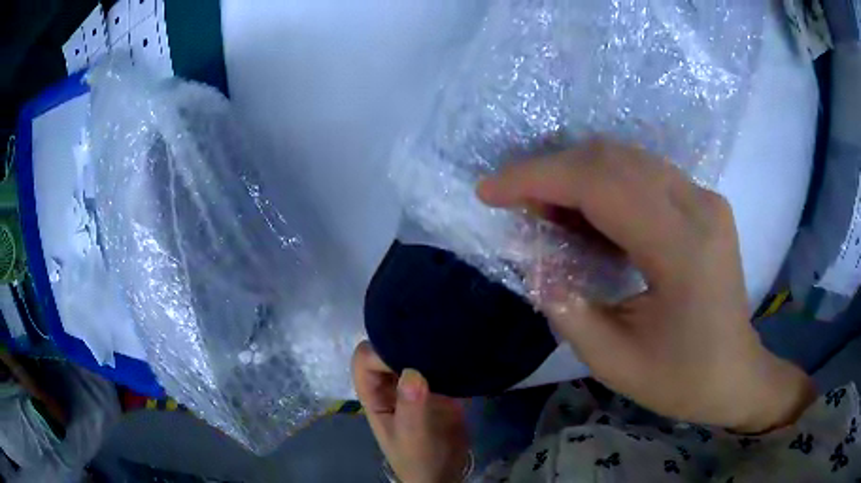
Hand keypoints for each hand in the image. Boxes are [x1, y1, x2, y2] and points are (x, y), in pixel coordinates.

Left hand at [352, 341, 469, 482]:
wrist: (445, 474)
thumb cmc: (419, 459)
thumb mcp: (412, 436)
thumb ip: (410, 406)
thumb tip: (412, 371)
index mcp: (374, 395)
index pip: (366, 359)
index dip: (381, 351)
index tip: (409, 354)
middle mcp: (391, 384)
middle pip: (388, 349)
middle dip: (404, 340)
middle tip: (432, 335)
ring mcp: (415, 384)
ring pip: (413, 353)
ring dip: (426, 347)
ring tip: (447, 336)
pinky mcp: (440, 387)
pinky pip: (438, 365)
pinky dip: (446, 357)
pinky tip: (461, 349)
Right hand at [478, 140, 814, 432]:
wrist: (736, 373)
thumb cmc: (682, 379)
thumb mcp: (614, 362)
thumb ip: (567, 309)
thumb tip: (535, 262)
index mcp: (682, 249)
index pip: (600, 184)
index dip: (537, 178)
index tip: (490, 191)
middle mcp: (699, 206)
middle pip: (612, 159)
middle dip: (551, 171)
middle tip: (515, 202)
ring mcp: (705, 198)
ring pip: (627, 158)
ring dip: (576, 174)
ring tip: (545, 209)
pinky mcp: (705, 201)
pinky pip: (644, 172)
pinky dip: (604, 182)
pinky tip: (587, 212)